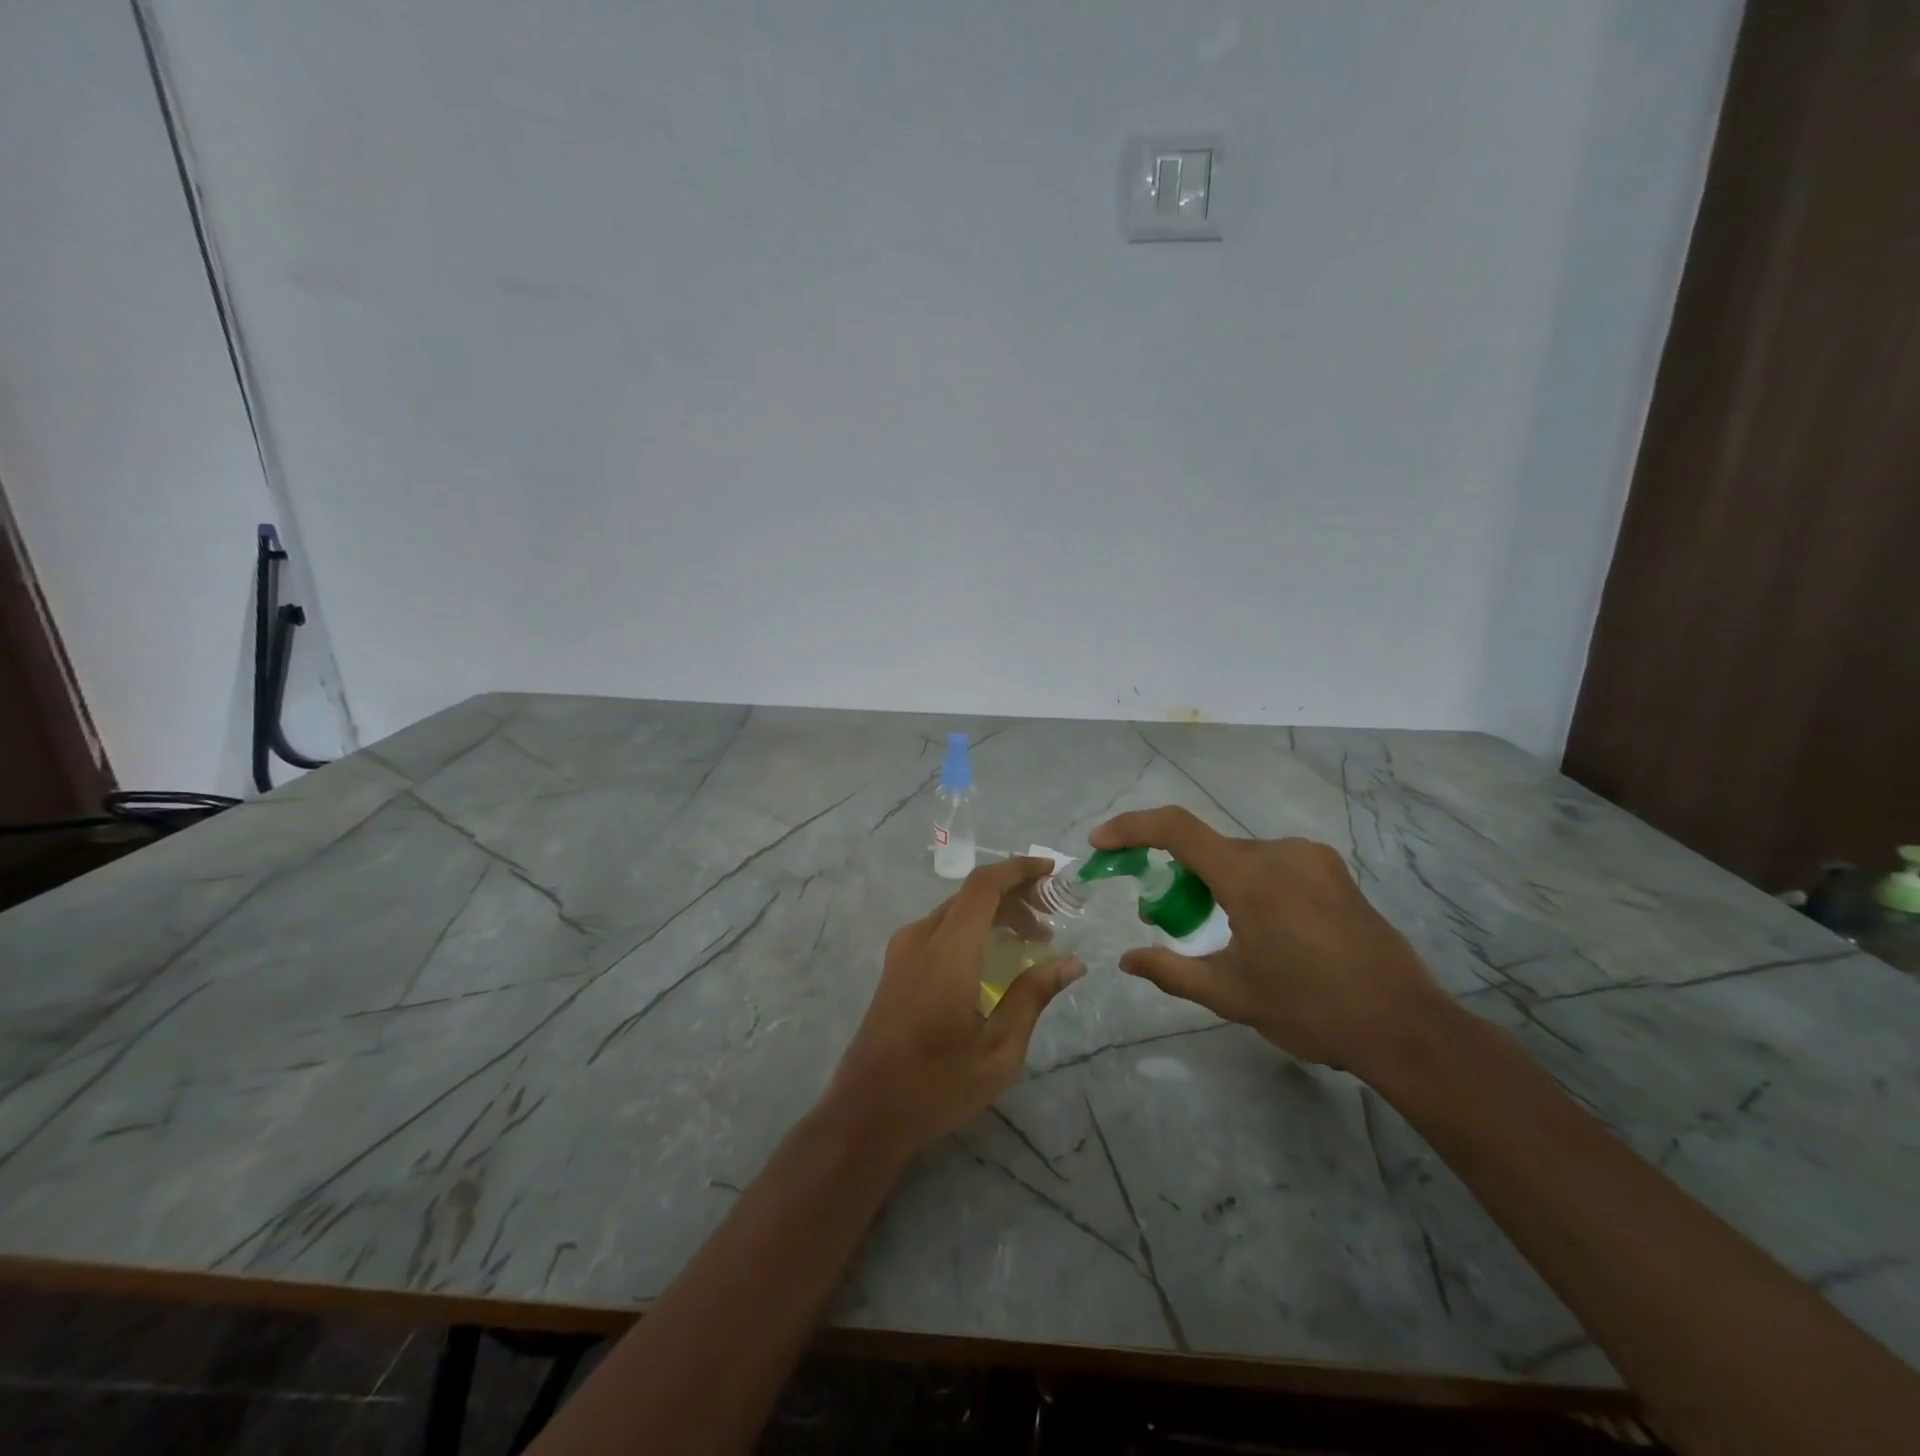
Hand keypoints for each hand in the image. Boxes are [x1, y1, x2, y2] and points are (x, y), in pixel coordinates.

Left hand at [825, 857, 1084, 1156]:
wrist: (865, 1113)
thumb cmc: (936, 1085)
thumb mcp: (998, 1050)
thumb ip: (1033, 996)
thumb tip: (1071, 961)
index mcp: (947, 951)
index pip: (983, 886)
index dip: (1018, 869)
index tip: (1051, 871)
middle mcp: (921, 938)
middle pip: (971, 895)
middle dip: (1014, 895)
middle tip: (1052, 918)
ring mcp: (903, 951)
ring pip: (955, 910)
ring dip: (994, 913)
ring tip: (1032, 938)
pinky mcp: (896, 966)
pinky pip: (940, 928)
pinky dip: (972, 928)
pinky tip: (993, 956)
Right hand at [1089, 808, 1447, 1078]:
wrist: (1404, 1026)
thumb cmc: (1311, 1009)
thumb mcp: (1230, 995)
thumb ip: (1171, 970)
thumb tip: (1127, 960)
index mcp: (1250, 876)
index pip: (1176, 829)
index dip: (1131, 828)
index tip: (1100, 843)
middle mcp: (1279, 851)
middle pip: (1208, 848)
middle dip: (1176, 873)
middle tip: (1162, 916)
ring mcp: (1311, 858)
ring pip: (1241, 857)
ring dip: (1214, 882)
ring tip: (1216, 929)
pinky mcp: (1333, 871)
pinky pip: (1272, 864)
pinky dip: (1248, 883)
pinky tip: (1260, 928)